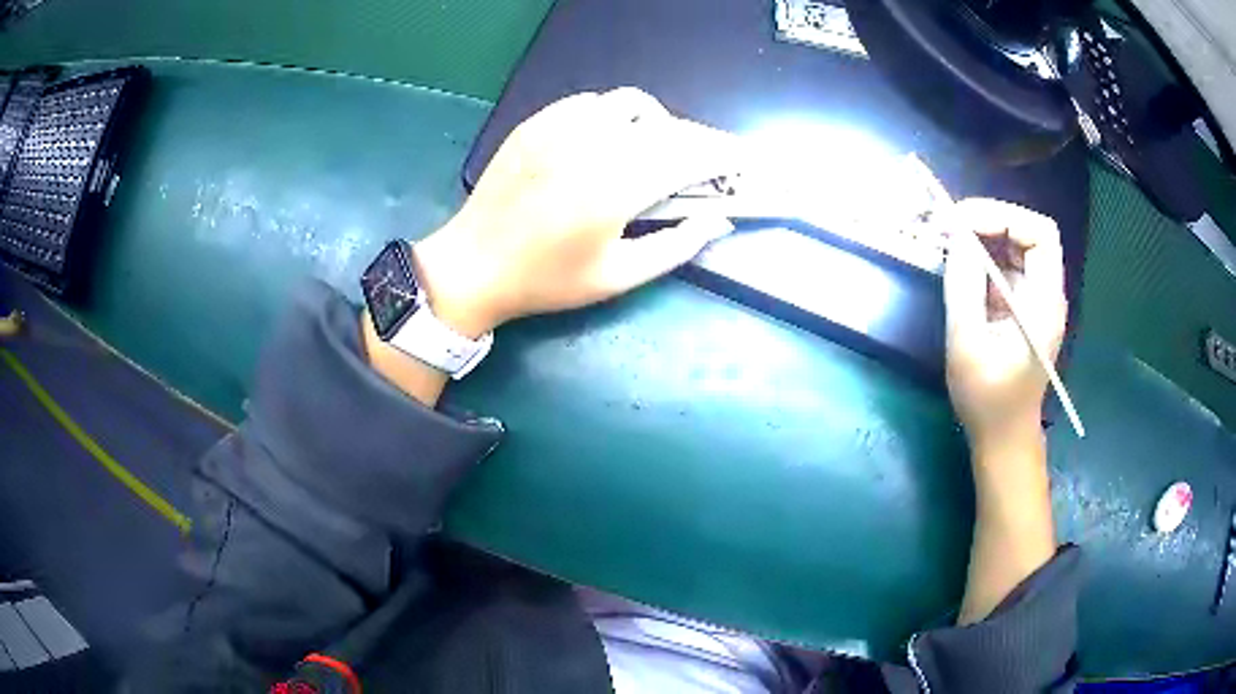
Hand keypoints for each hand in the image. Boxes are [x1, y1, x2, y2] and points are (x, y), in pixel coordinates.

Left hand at [413, 88, 737, 336]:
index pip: (689, 155)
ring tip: (656, 150)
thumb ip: (676, 246)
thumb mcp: (618, 277)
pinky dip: (614, 115)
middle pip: (667, 126)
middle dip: (697, 141)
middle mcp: (594, 143)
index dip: (723, 155)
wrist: (474, 263)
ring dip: (657, 123)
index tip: (742, 161)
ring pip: (630, 103)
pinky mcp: (539, 121)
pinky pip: (592, 102)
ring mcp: (561, 126)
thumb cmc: (547, 280)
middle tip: (705, 163)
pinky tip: (608, 140)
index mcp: (617, 186)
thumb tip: (719, 221)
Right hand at [942, 198, 1066, 448]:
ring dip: (984, 236)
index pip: (1040, 234)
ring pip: (1016, 247)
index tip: (963, 222)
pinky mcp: (1022, 308)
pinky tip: (958, 265)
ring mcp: (1036, 300)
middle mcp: (1046, 294)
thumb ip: (964, 285)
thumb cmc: (988, 399)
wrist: (1003, 437)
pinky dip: (982, 257)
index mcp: (1044, 304)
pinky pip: (1006, 267)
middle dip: (990, 220)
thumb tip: (957, 236)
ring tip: (949, 240)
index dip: (1004, 216)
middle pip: (1028, 234)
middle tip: (951, 226)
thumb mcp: (967, 343)